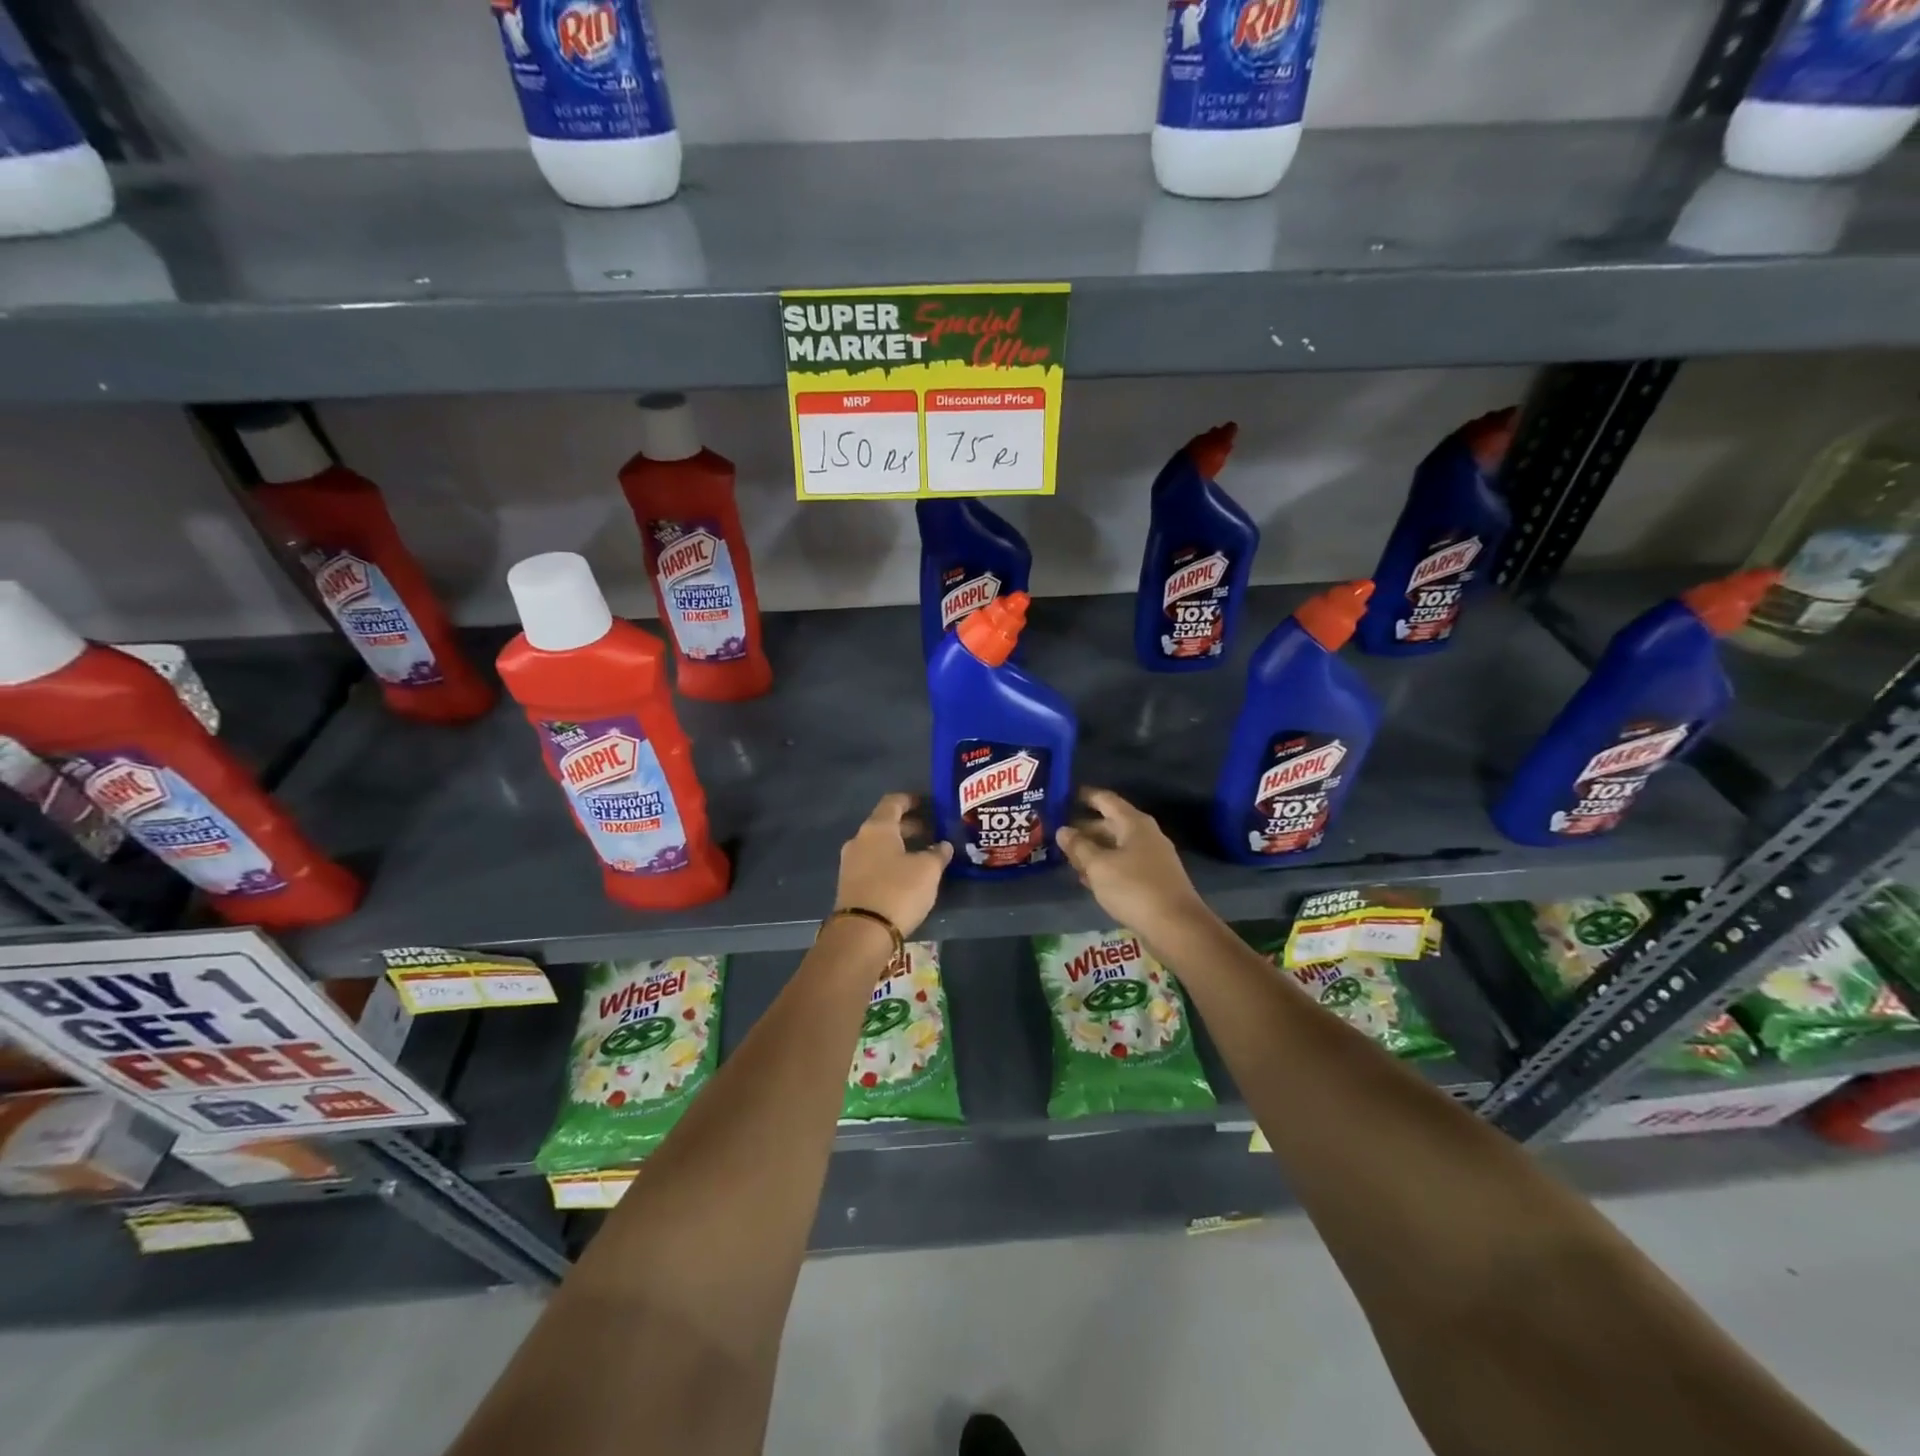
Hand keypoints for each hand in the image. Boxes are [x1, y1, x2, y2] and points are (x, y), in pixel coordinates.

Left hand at [834, 793, 952, 937]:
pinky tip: (906, 875)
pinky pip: (873, 863)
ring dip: (900, 846)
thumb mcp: (928, 870)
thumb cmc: (898, 891)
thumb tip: (943, 845)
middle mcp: (859, 839)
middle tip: (932, 832)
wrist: (861, 932)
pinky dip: (890, 862)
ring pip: (879, 845)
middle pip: (885, 824)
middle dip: (909, 826)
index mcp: (877, 828)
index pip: (893, 802)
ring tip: (923, 855)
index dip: (911, 800)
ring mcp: (850, 863)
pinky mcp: (849, 884)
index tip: (928, 803)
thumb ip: (938, 853)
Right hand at [1056, 788, 1207, 938]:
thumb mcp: (1098, 866)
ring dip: (1093, 850)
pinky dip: (1105, 867)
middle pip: (1110, 824)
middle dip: (1085, 828)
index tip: (1064, 796)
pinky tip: (1088, 879)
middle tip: (1058, 834)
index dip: (1085, 796)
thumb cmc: (1134, 888)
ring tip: (1067, 857)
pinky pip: (1123, 865)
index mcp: (1134, 823)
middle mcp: (1145, 835)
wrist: (1177, 927)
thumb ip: (1078, 846)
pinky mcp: (1153, 880)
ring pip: (1116, 847)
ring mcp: (1152, 858)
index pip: (1106, 800)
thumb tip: (1063, 830)